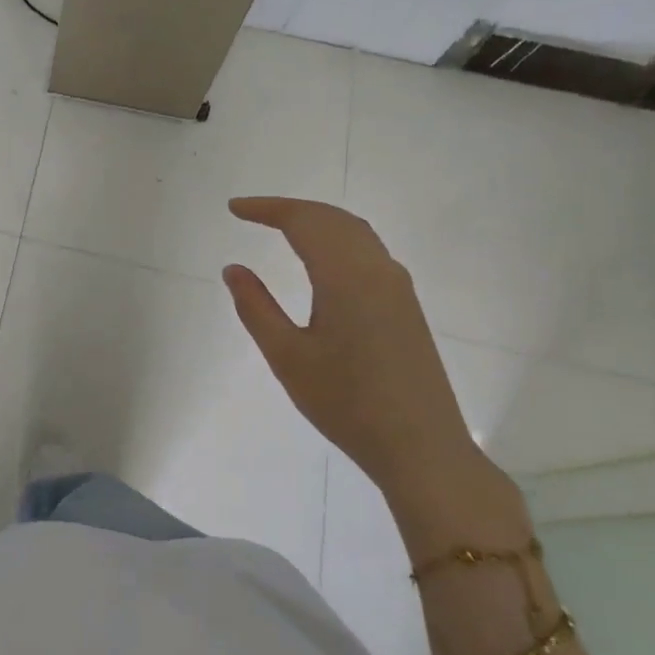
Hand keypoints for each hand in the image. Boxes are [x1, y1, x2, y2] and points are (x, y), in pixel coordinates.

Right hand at [223, 196, 483, 497]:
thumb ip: (256, 307)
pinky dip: (336, 239)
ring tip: (281, 227)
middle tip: (251, 213)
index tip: (234, 208)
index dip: (267, 209)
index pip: (304, 221)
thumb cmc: (346, 403)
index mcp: (346, 276)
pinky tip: (321, 259)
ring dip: (316, 220)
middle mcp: (377, 269)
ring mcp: (397, 286)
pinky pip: (367, 251)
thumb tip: (233, 268)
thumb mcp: (288, 356)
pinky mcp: (405, 305)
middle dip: (290, 209)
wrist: (420, 446)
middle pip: (332, 218)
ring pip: (354, 232)